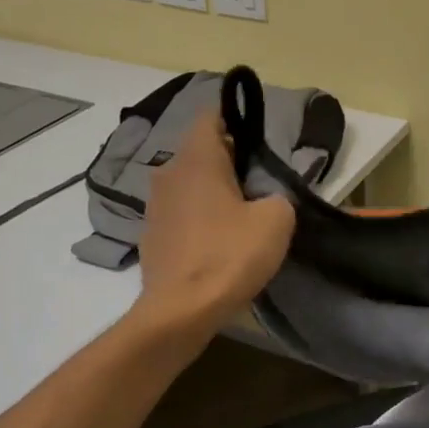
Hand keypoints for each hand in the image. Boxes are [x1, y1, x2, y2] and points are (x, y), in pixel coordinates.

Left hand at [135, 110, 295, 338]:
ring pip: (190, 185)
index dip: (235, 120)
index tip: (257, 141)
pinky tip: (218, 244)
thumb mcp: (277, 220)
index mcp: (197, 159)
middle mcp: (168, 173)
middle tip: (259, 186)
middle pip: (201, 153)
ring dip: (213, 193)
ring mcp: (155, 206)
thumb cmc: (230, 255)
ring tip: (241, 217)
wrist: (182, 310)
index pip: (210, 117)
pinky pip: (181, 214)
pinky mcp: (151, 236)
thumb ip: (277, 196)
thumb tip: (266, 199)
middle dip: (229, 162)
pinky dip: (199, 220)